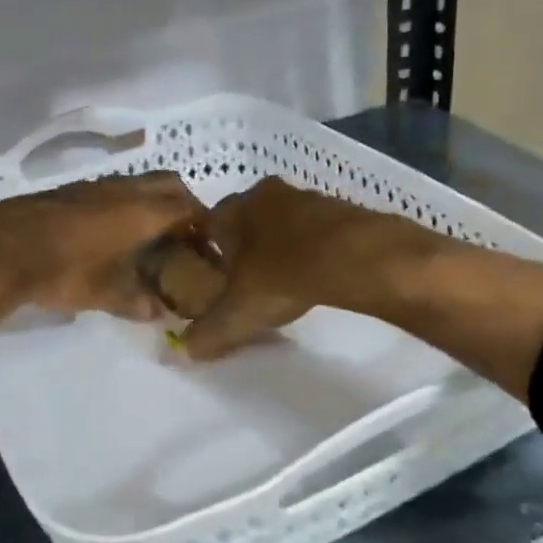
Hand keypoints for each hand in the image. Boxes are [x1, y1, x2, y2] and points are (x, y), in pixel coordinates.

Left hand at [0, 170, 208, 318]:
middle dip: (182, 205)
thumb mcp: (106, 294)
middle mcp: (123, 189)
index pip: (188, 207)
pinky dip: (123, 204)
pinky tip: (110, 233)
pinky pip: (111, 189)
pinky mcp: (70, 189)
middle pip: (168, 184)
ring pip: (137, 183)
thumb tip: (159, 312)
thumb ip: (138, 302)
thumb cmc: (64, 271)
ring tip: (148, 236)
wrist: (2, 248)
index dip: (202, 225)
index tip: (205, 245)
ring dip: (151, 202)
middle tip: (182, 235)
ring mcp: (94, 185)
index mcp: (142, 211)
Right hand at [182, 177, 418, 360]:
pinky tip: (316, 274)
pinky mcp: (339, 207)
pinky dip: (311, 248)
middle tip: (248, 284)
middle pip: (245, 222)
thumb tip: (187, 349)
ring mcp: (305, 196)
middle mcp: (264, 193)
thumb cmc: (282, 276)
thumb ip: (208, 332)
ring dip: (280, 246)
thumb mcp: (236, 314)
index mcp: (232, 208)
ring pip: (282, 223)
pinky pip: (314, 229)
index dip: (207, 255)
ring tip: (284, 282)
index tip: (214, 282)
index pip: (207, 226)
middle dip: (245, 250)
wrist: (355, 256)